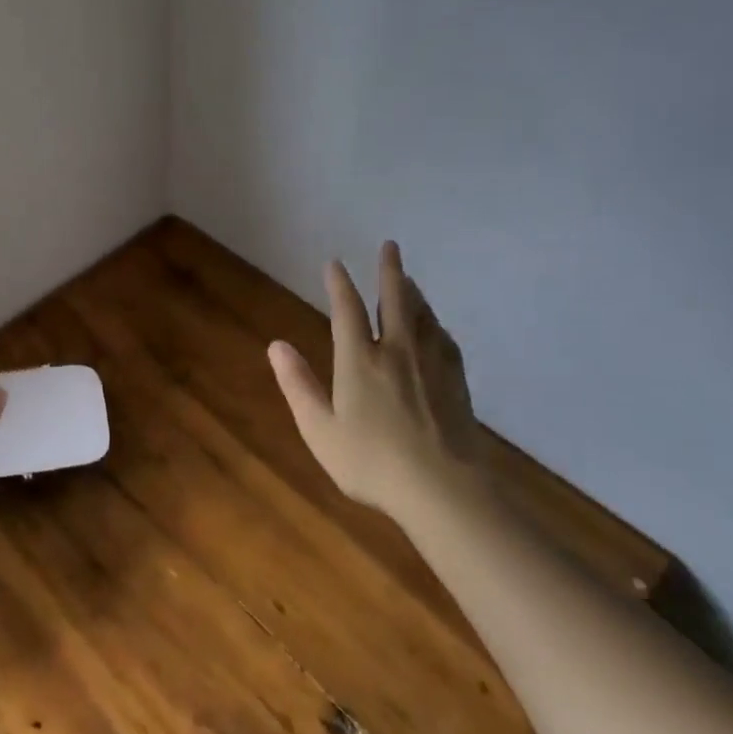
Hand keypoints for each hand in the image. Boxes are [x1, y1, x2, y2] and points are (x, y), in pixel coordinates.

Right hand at [268, 242, 484, 516]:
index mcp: (359, 361)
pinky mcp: (456, 381)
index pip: (347, 310)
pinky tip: (435, 326)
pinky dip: (434, 323)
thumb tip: (276, 345)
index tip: (335, 264)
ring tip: (408, 279)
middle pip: (394, 300)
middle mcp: (397, 351)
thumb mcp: (319, 428)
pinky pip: (443, 339)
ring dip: (413, 292)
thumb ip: (297, 384)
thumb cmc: (370, 462)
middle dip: (389, 271)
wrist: (442, 488)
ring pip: (422, 315)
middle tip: (390, 245)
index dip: (339, 284)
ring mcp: (431, 365)